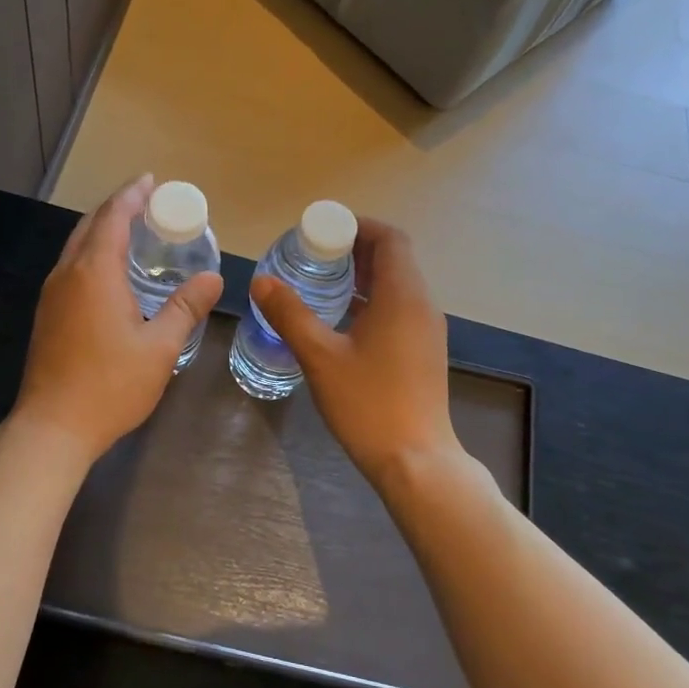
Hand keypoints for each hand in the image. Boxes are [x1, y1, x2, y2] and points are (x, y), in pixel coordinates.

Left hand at [10, 175, 222, 465]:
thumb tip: (214, 278)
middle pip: (90, 225)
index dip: (133, 195)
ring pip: (77, 246)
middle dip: (118, 207)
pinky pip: (72, 267)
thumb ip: (186, 308)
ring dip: (103, 230)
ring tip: (133, 231)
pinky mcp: (47, 315)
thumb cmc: (110, 385)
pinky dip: (93, 254)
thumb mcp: (160, 347)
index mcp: (95, 272)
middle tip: (148, 203)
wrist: (52, 427)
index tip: (152, 181)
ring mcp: (52, 294)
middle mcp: (68, 274)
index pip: (113, 216)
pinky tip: (112, 273)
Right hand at [250, 218, 459, 486]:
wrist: (415, 461)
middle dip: (354, 250)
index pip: (390, 238)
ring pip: (397, 286)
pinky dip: (372, 302)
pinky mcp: (424, 352)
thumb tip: (262, 281)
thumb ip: (290, 314)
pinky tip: (341, 321)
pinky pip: (399, 309)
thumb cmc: (368, 403)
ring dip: (362, 277)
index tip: (323, 232)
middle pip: (394, 259)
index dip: (358, 226)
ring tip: (320, 284)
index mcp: (403, 296)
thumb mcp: (320, 356)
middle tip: (313, 256)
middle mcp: (422, 305)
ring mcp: (427, 330)